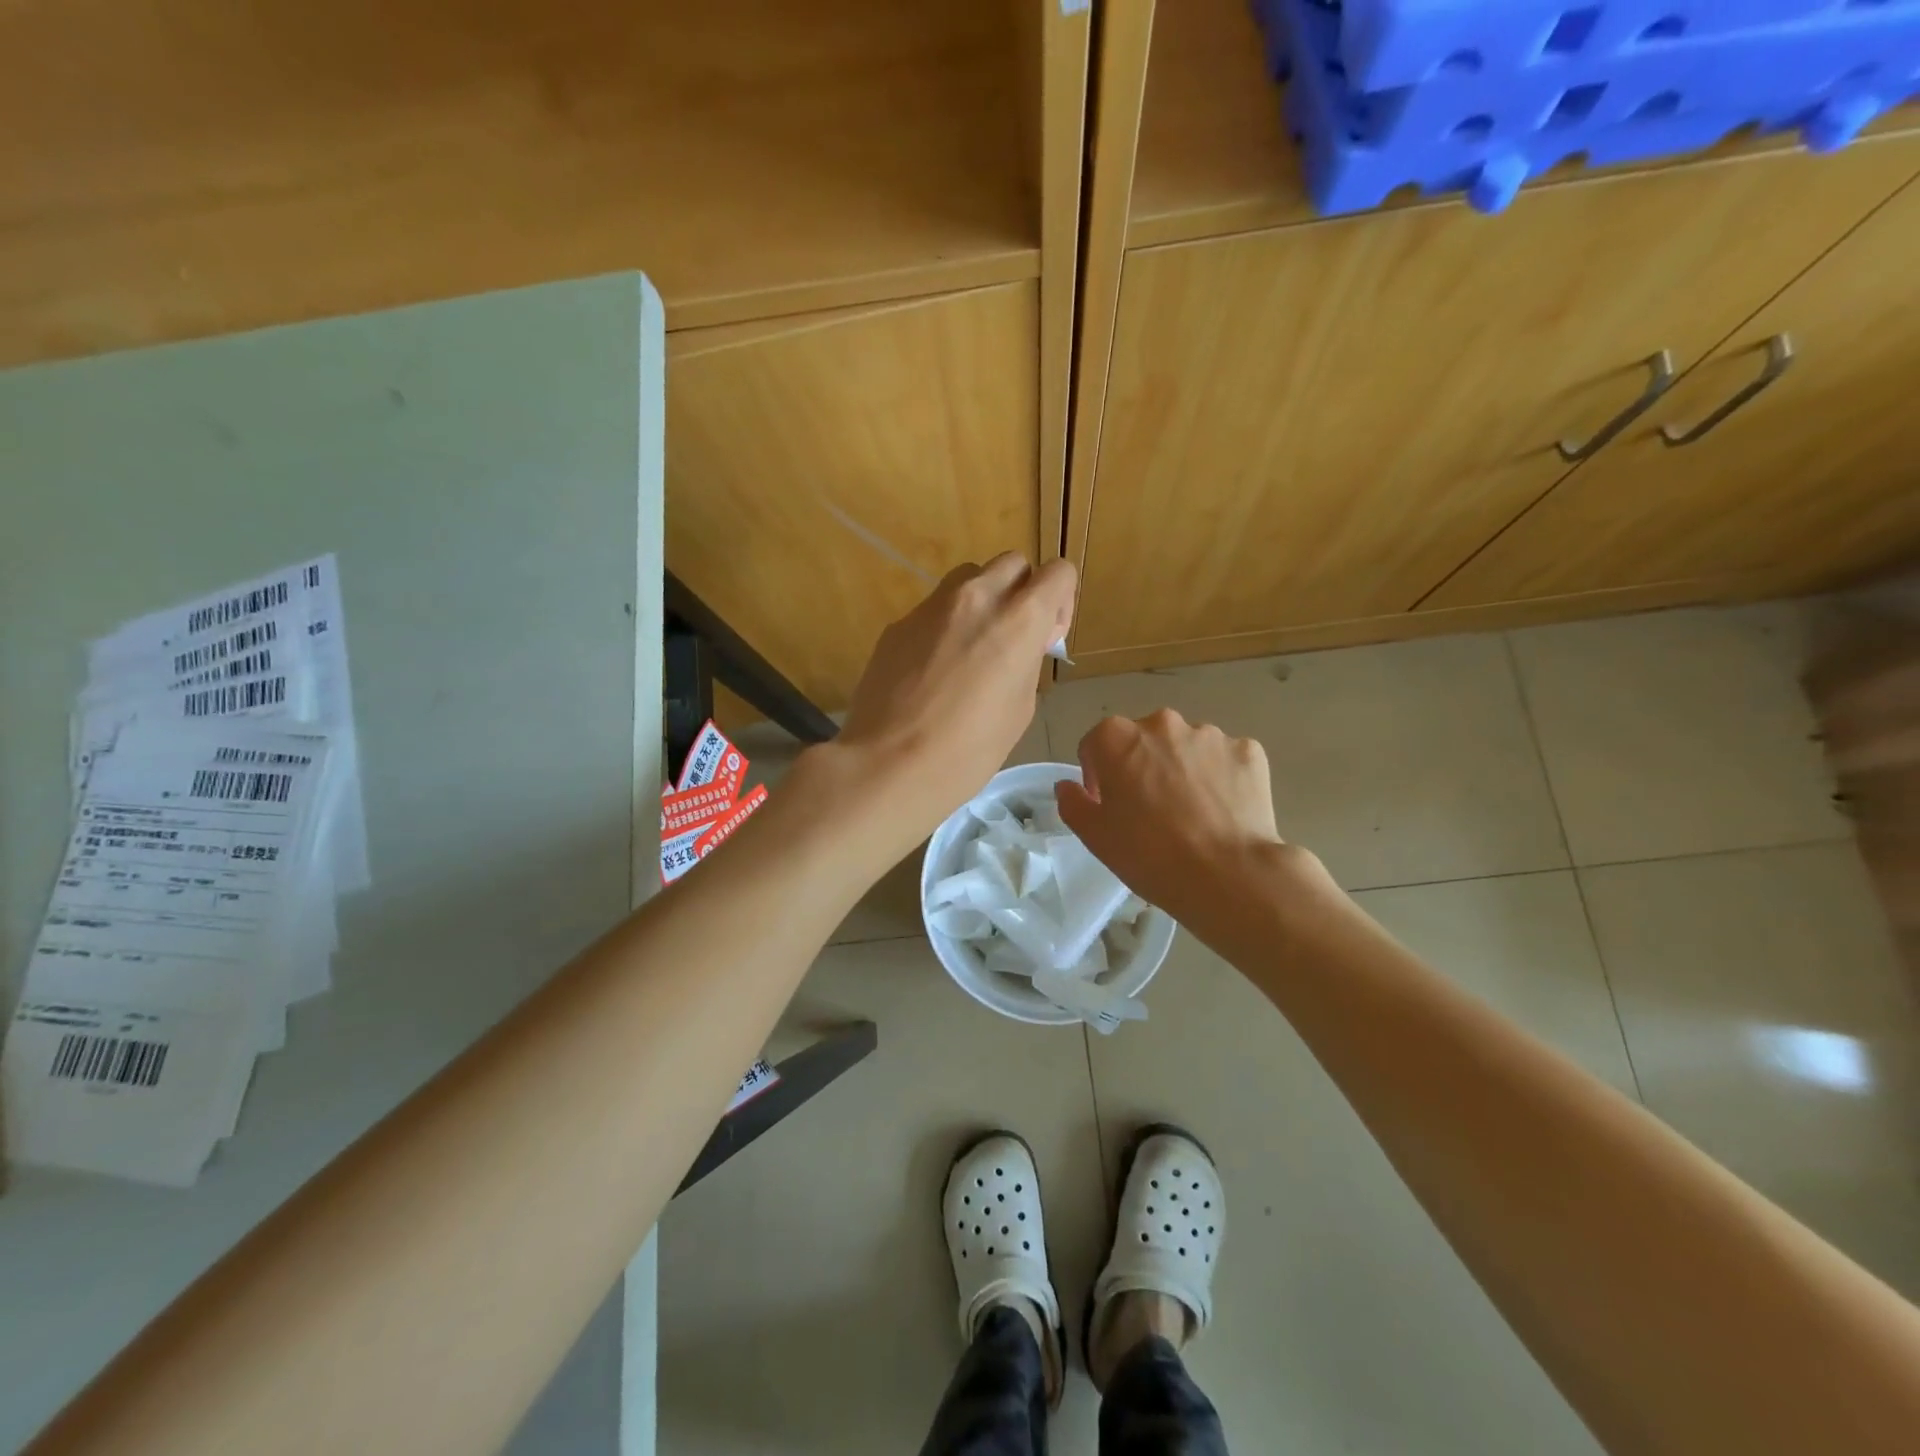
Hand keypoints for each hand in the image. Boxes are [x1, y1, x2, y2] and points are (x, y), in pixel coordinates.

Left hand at [835, 553, 1076, 845]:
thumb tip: (1017, 647)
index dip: (1060, 601)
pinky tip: (932, 671)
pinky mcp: (899, 623)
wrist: (890, 764)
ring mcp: (931, 606)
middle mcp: (976, 597)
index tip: (1046, 638)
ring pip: (969, 578)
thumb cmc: (969, 750)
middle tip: (1011, 638)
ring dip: (981, 600)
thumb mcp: (1020, 709)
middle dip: (1021, 592)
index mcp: (1018, 618)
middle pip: (1012, 564)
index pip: (1058, 571)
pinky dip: (945, 626)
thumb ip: (1026, 661)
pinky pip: (933, 609)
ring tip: (971, 648)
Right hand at [1055, 709, 1285, 922]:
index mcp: (1117, 737)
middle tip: (1151, 811)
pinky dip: (1221, 777)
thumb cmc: (1149, 854)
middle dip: (1142, 766)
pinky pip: (1225, 759)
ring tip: (1192, 814)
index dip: (1098, 775)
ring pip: (1186, 748)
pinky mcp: (1248, 750)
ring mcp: (1209, 734)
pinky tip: (1223, 811)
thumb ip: (1073, 802)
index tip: (1110, 806)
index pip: (1096, 745)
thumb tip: (1069, 786)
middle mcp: (1162, 723)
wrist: (1228, 874)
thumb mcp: (1095, 836)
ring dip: (1182, 769)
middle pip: (1143, 740)